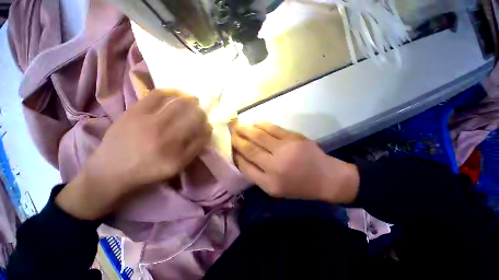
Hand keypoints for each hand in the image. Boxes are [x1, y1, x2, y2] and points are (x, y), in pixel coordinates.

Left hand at [56, 89, 211, 219]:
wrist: (110, 171)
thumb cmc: (147, 171)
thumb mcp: (176, 168)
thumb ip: (194, 150)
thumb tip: (206, 130)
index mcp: (177, 152)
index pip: (201, 133)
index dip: (207, 126)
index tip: (207, 125)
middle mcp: (165, 135)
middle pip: (193, 116)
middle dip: (201, 112)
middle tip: (201, 111)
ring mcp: (149, 122)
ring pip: (178, 104)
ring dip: (190, 101)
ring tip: (193, 100)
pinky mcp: (134, 112)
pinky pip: (156, 95)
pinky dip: (170, 92)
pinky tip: (176, 93)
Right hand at [232, 123, 358, 202]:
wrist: (326, 178)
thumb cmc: (298, 186)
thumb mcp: (275, 189)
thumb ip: (257, 175)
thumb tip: (241, 158)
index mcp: (270, 183)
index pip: (245, 166)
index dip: (235, 155)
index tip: (230, 147)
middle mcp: (275, 166)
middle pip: (250, 149)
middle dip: (237, 140)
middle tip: (230, 132)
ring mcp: (285, 149)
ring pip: (259, 136)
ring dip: (246, 130)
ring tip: (238, 126)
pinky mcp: (294, 138)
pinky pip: (273, 128)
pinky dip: (261, 125)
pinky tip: (255, 123)